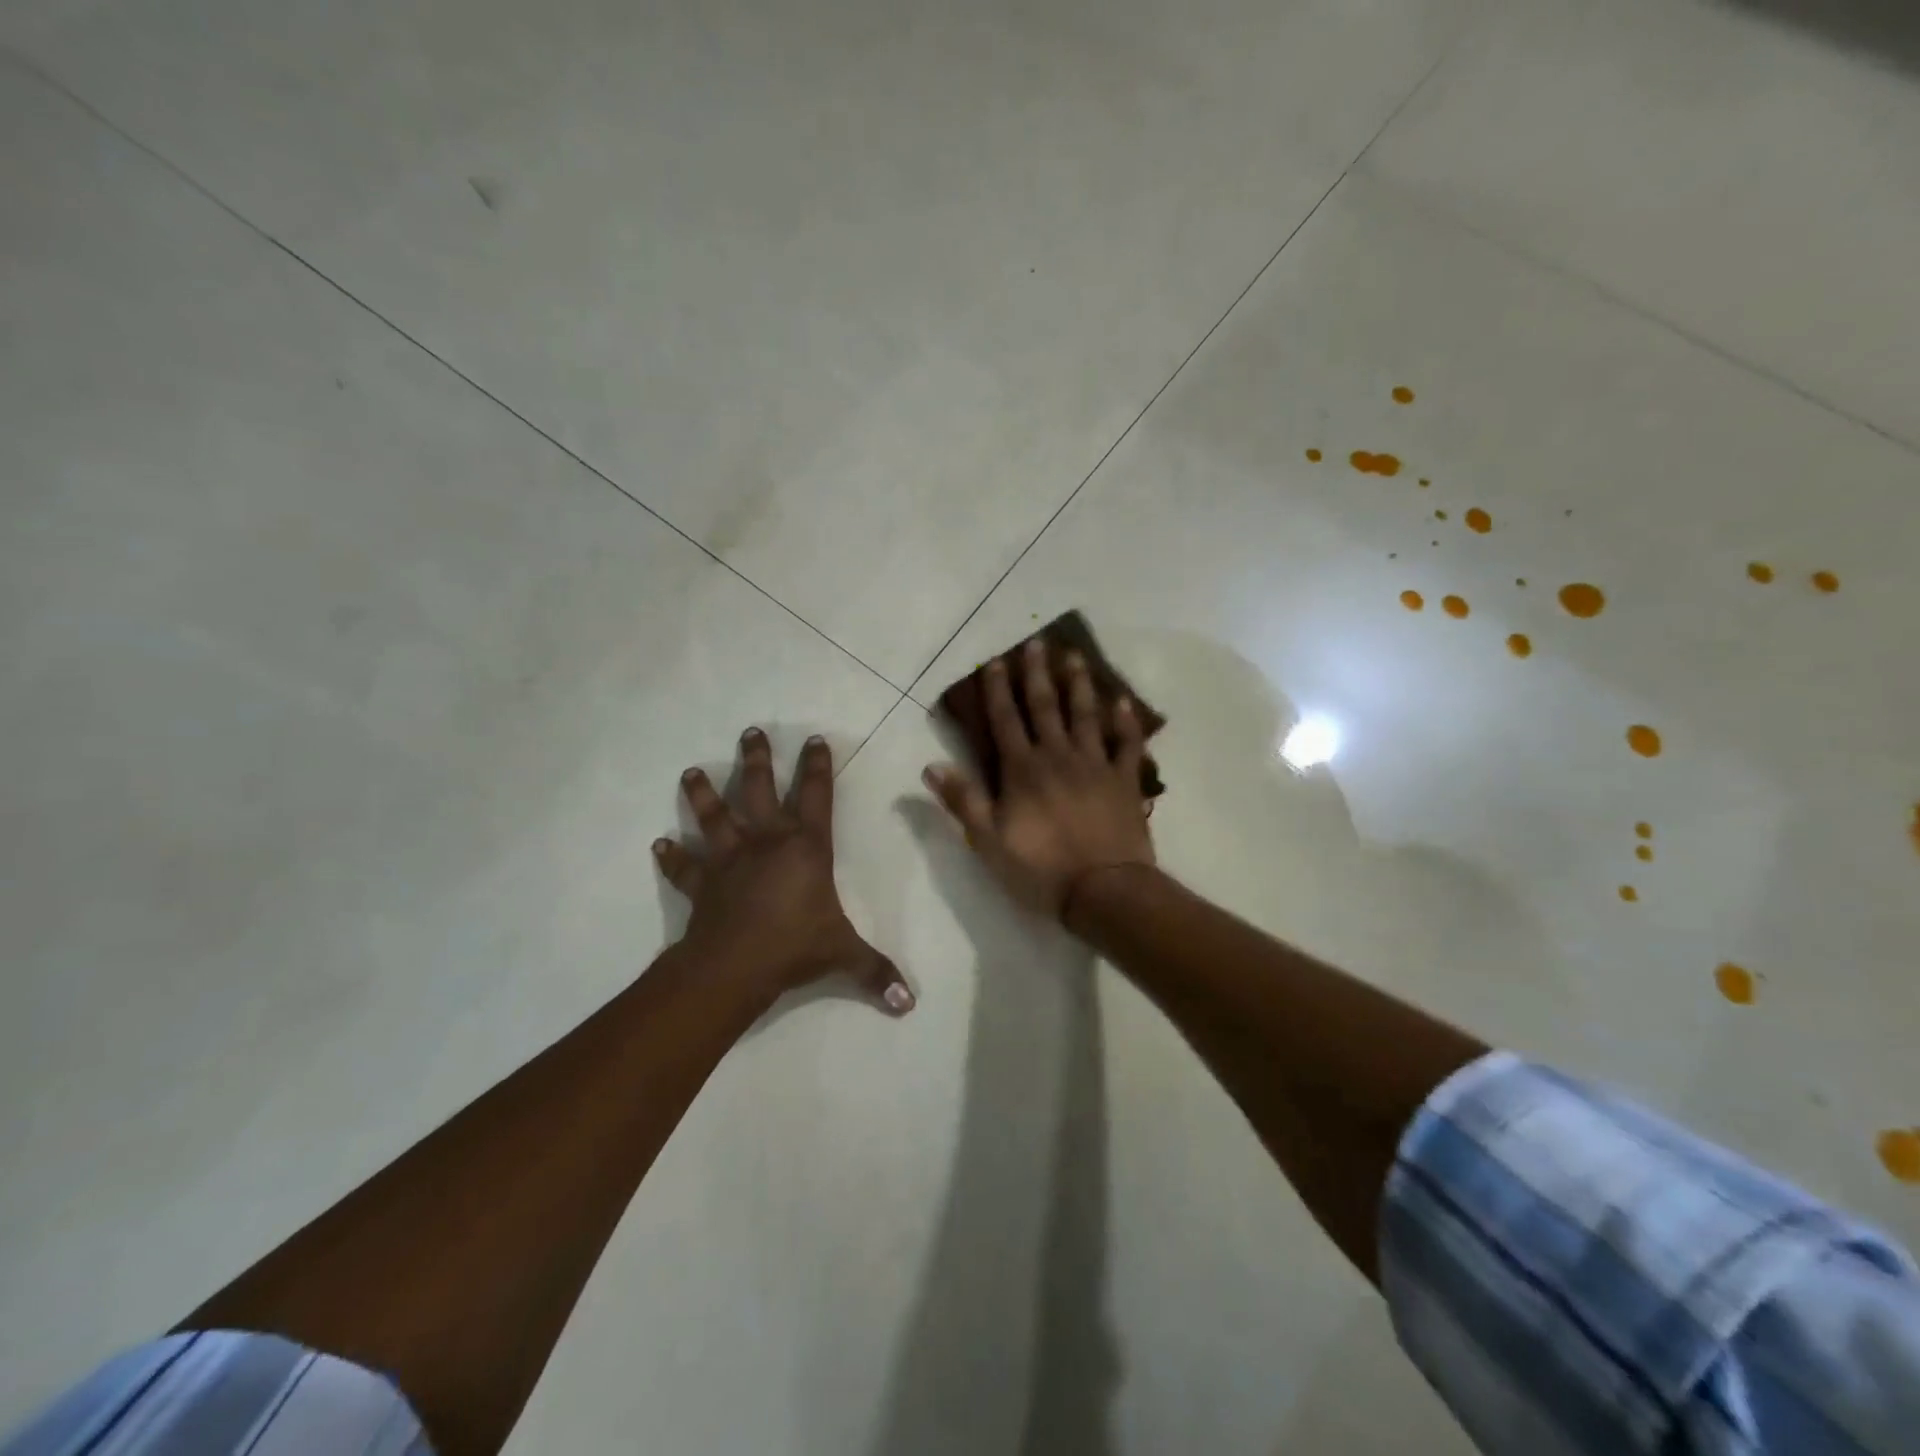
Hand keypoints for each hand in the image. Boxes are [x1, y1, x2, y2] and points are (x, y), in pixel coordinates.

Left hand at [655, 728, 913, 1014]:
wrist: (735, 967)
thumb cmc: (795, 947)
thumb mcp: (844, 955)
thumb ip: (876, 972)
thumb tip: (910, 1003)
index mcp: (806, 848)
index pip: (817, 796)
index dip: (817, 766)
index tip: (813, 739)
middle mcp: (766, 842)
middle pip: (759, 789)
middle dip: (756, 760)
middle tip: (750, 732)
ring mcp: (729, 859)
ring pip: (714, 817)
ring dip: (701, 794)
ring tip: (690, 771)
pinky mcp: (702, 884)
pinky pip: (684, 868)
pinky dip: (671, 857)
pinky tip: (659, 845)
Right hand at [923, 639, 1154, 920]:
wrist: (1103, 890)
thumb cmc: (1040, 869)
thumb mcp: (988, 841)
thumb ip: (962, 800)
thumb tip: (931, 765)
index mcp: (1023, 770)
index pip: (1006, 720)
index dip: (998, 690)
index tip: (995, 661)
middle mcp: (1058, 757)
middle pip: (1045, 707)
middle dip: (1037, 674)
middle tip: (1036, 643)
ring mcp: (1095, 765)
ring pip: (1086, 716)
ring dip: (1079, 685)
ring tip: (1074, 657)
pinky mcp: (1124, 781)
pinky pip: (1127, 745)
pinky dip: (1127, 723)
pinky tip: (1124, 702)